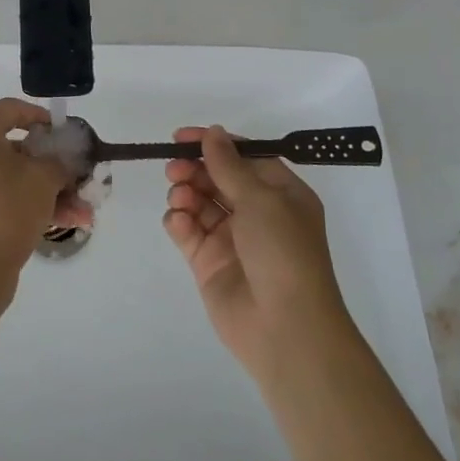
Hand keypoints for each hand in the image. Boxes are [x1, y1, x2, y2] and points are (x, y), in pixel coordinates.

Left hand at [0, 99, 89, 287]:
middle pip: (17, 147)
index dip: (41, 116)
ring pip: (16, 177)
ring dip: (52, 190)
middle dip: (54, 164)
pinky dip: (34, 204)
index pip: (11, 109)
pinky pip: (7, 196)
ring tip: (85, 210)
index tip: (64, 132)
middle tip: (79, 174)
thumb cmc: (8, 208)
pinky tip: (70, 221)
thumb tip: (61, 162)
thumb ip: (59, 161)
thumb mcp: (44, 178)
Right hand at [163, 126, 361, 384]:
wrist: (284, 328)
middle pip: (217, 177)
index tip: (182, 137)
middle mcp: (257, 213)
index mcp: (281, 194)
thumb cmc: (282, 252)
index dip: (214, 144)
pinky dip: (179, 220)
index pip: (244, 157)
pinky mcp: (208, 261)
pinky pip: (187, 230)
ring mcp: (231, 238)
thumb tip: (213, 132)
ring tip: (180, 197)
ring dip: (185, 192)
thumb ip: (229, 164)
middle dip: (194, 168)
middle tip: (174, 168)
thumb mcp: (261, 199)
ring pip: (199, 201)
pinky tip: (179, 221)